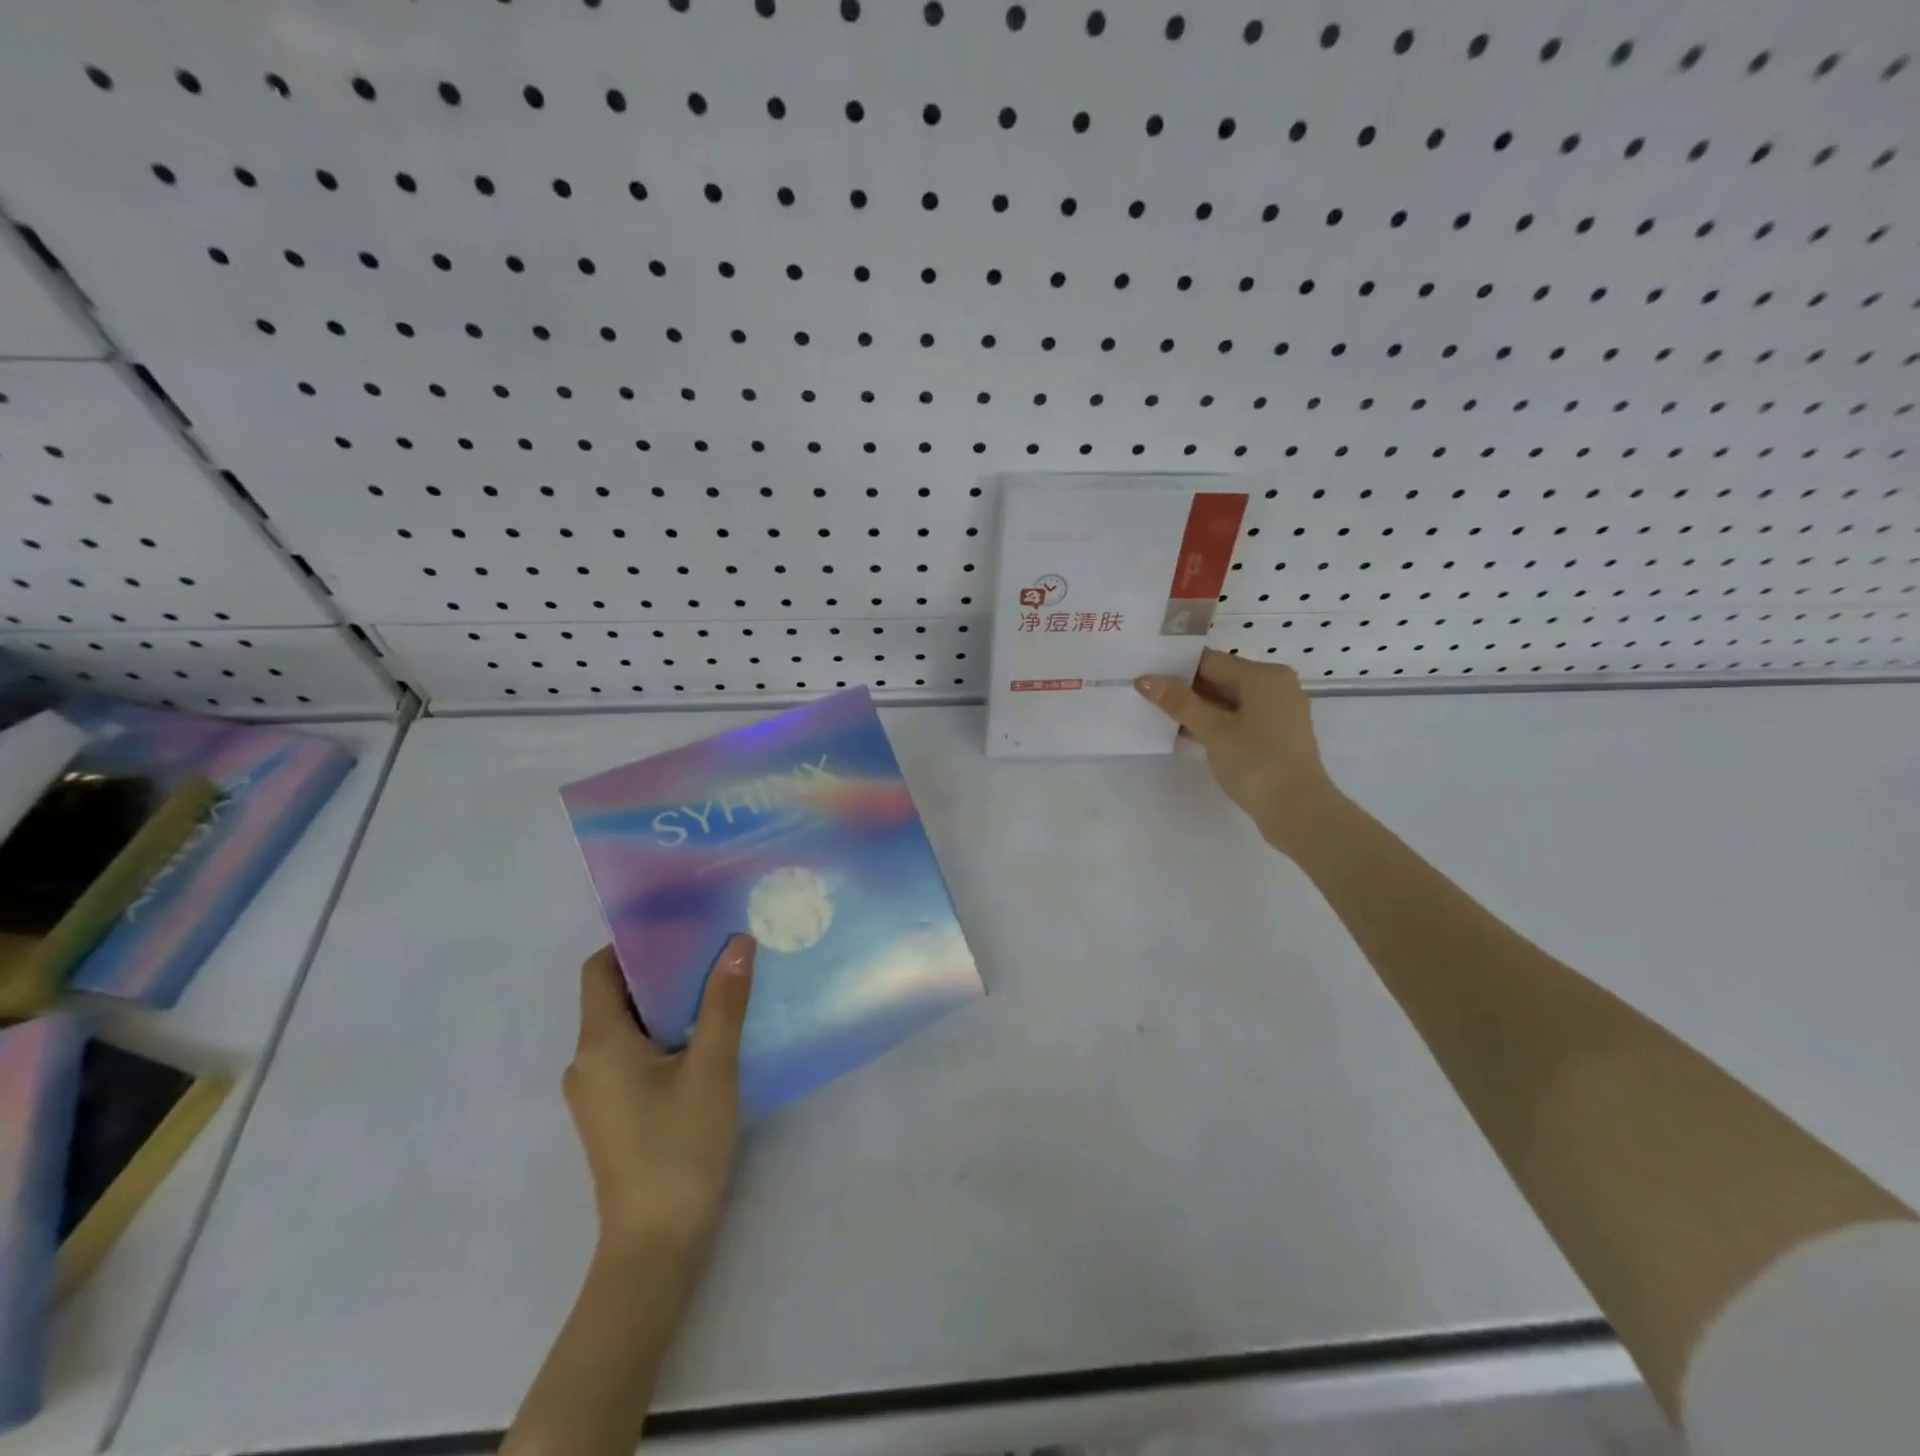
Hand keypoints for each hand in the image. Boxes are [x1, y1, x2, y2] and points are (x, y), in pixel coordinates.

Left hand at [563, 936, 754, 1252]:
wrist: (656, 1246)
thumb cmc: (679, 1148)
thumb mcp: (712, 1068)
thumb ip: (724, 1003)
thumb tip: (738, 942)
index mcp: (599, 1044)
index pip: (600, 970)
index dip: (635, 943)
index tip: (682, 926)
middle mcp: (587, 1063)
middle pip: (616, 996)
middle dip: (663, 970)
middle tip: (713, 950)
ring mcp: (597, 1092)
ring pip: (628, 1027)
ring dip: (666, 1004)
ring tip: (717, 986)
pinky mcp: (612, 1114)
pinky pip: (633, 1055)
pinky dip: (663, 1035)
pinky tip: (705, 1038)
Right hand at [1136, 651, 1341, 856]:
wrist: (1299, 811)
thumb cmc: (1256, 763)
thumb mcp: (1213, 731)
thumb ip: (1179, 702)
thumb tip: (1144, 679)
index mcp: (1264, 676)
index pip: (1210, 661)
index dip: (1175, 668)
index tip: (1145, 676)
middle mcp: (1275, 686)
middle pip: (1220, 678)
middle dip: (1185, 689)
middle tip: (1145, 695)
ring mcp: (1278, 711)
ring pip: (1229, 700)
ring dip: (1197, 708)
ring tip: (1159, 714)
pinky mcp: (1276, 734)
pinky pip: (1239, 718)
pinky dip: (1215, 723)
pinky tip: (1186, 733)